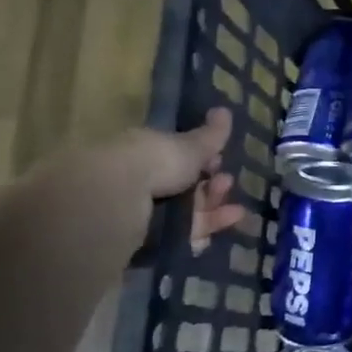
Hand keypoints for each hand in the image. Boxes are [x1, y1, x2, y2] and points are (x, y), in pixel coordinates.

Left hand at [108, 108, 244, 251]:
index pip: (176, 156)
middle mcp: (139, 181)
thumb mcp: (188, 146)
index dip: (202, 159)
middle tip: (227, 183)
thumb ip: (210, 134)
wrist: (115, 202)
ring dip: (213, 210)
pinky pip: (179, 236)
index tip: (220, 160)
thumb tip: (224, 111)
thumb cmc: (152, 162)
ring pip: (184, 212)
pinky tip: (222, 230)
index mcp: (144, 152)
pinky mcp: (145, 241)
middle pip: (183, 186)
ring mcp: (140, 213)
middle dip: (210, 186)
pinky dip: (202, 232)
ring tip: (235, 211)